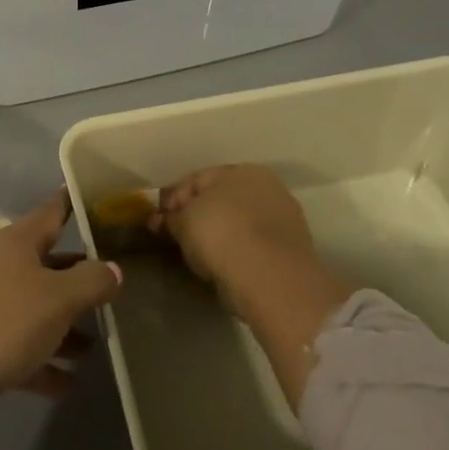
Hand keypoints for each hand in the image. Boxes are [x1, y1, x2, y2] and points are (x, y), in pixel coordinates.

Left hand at [0, 191, 121, 428]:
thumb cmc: (4, 323)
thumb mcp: (59, 299)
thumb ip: (92, 281)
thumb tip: (113, 269)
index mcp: (15, 241)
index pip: (52, 210)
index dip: (75, 202)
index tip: (101, 198)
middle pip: (46, 263)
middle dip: (78, 277)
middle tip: (113, 285)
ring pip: (33, 307)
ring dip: (63, 326)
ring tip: (95, 346)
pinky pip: (18, 344)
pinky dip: (42, 359)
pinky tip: (68, 383)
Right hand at [148, 165, 323, 316]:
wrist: (270, 279)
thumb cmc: (221, 235)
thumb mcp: (183, 222)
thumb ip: (170, 218)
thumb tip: (159, 220)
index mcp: (242, 170)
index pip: (197, 179)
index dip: (173, 198)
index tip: (158, 220)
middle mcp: (267, 187)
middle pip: (220, 199)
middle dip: (196, 215)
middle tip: (176, 236)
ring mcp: (283, 219)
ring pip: (238, 223)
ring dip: (217, 234)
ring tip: (197, 254)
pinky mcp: (290, 250)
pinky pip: (252, 244)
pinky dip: (235, 251)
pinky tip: (221, 265)